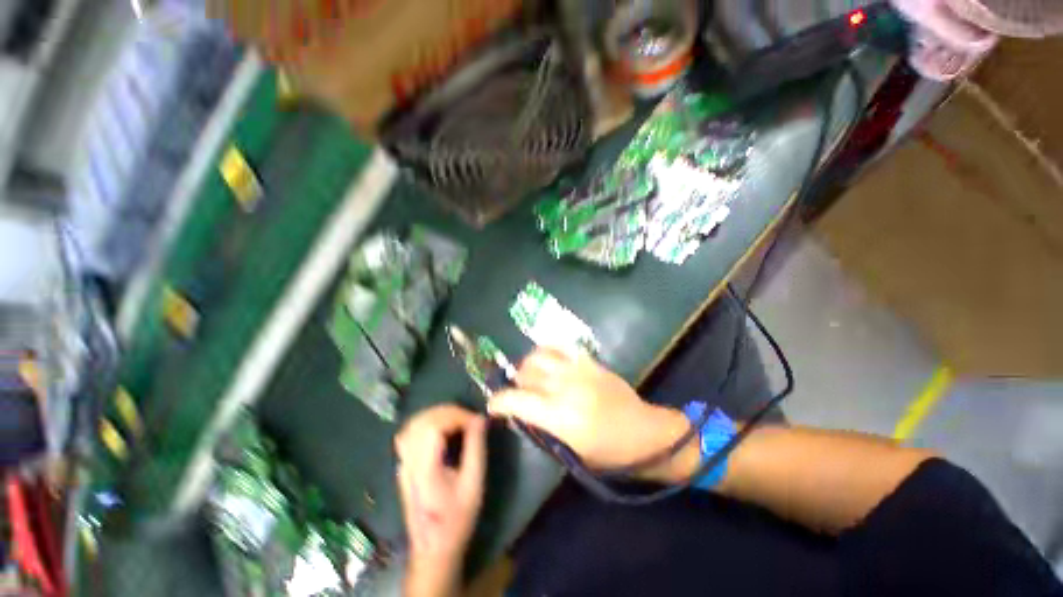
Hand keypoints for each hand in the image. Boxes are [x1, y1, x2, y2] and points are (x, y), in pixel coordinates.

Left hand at [395, 405, 486, 595]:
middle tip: (470, 419)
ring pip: (414, 423)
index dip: (456, 416)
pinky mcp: (403, 463)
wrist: (432, 547)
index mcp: (424, 469)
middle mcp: (408, 462)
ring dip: (438, 414)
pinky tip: (441, 426)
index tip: (476, 421)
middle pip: (423, 421)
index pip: (433, 427)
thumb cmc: (457, 518)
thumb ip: (476, 447)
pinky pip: (410, 431)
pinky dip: (427, 421)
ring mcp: (402, 462)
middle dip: (449, 412)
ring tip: (458, 420)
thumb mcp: (473, 483)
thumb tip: (480, 418)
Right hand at [489, 348, 688, 474]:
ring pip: (539, 356)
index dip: (499, 401)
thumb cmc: (608, 453)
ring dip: (528, 366)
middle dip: (516, 385)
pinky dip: (547, 352)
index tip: (493, 405)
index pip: (517, 400)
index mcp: (560, 417)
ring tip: (532, 376)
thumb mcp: (570, 451)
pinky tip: (548, 362)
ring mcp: (579, 370)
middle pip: (526, 374)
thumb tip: (520, 411)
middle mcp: (566, 388)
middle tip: (519, 394)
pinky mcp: (590, 361)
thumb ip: (541, 427)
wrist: (645, 432)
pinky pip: (560, 347)